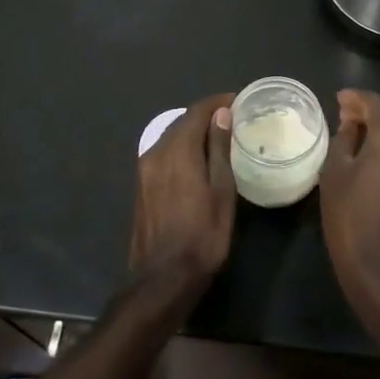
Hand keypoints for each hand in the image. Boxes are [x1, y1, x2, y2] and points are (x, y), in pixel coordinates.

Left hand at [130, 93, 236, 287]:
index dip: (217, 102)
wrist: (163, 278)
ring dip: (192, 133)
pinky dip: (182, 149)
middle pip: (181, 123)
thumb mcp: (221, 191)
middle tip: (232, 119)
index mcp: (176, 151)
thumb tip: (221, 114)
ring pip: (170, 139)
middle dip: (205, 116)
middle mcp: (155, 154)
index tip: (237, 100)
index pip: (196, 112)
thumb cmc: (203, 235)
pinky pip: (164, 155)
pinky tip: (198, 161)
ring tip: (218, 138)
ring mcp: (144, 171)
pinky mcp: (142, 187)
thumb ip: (219, 149)